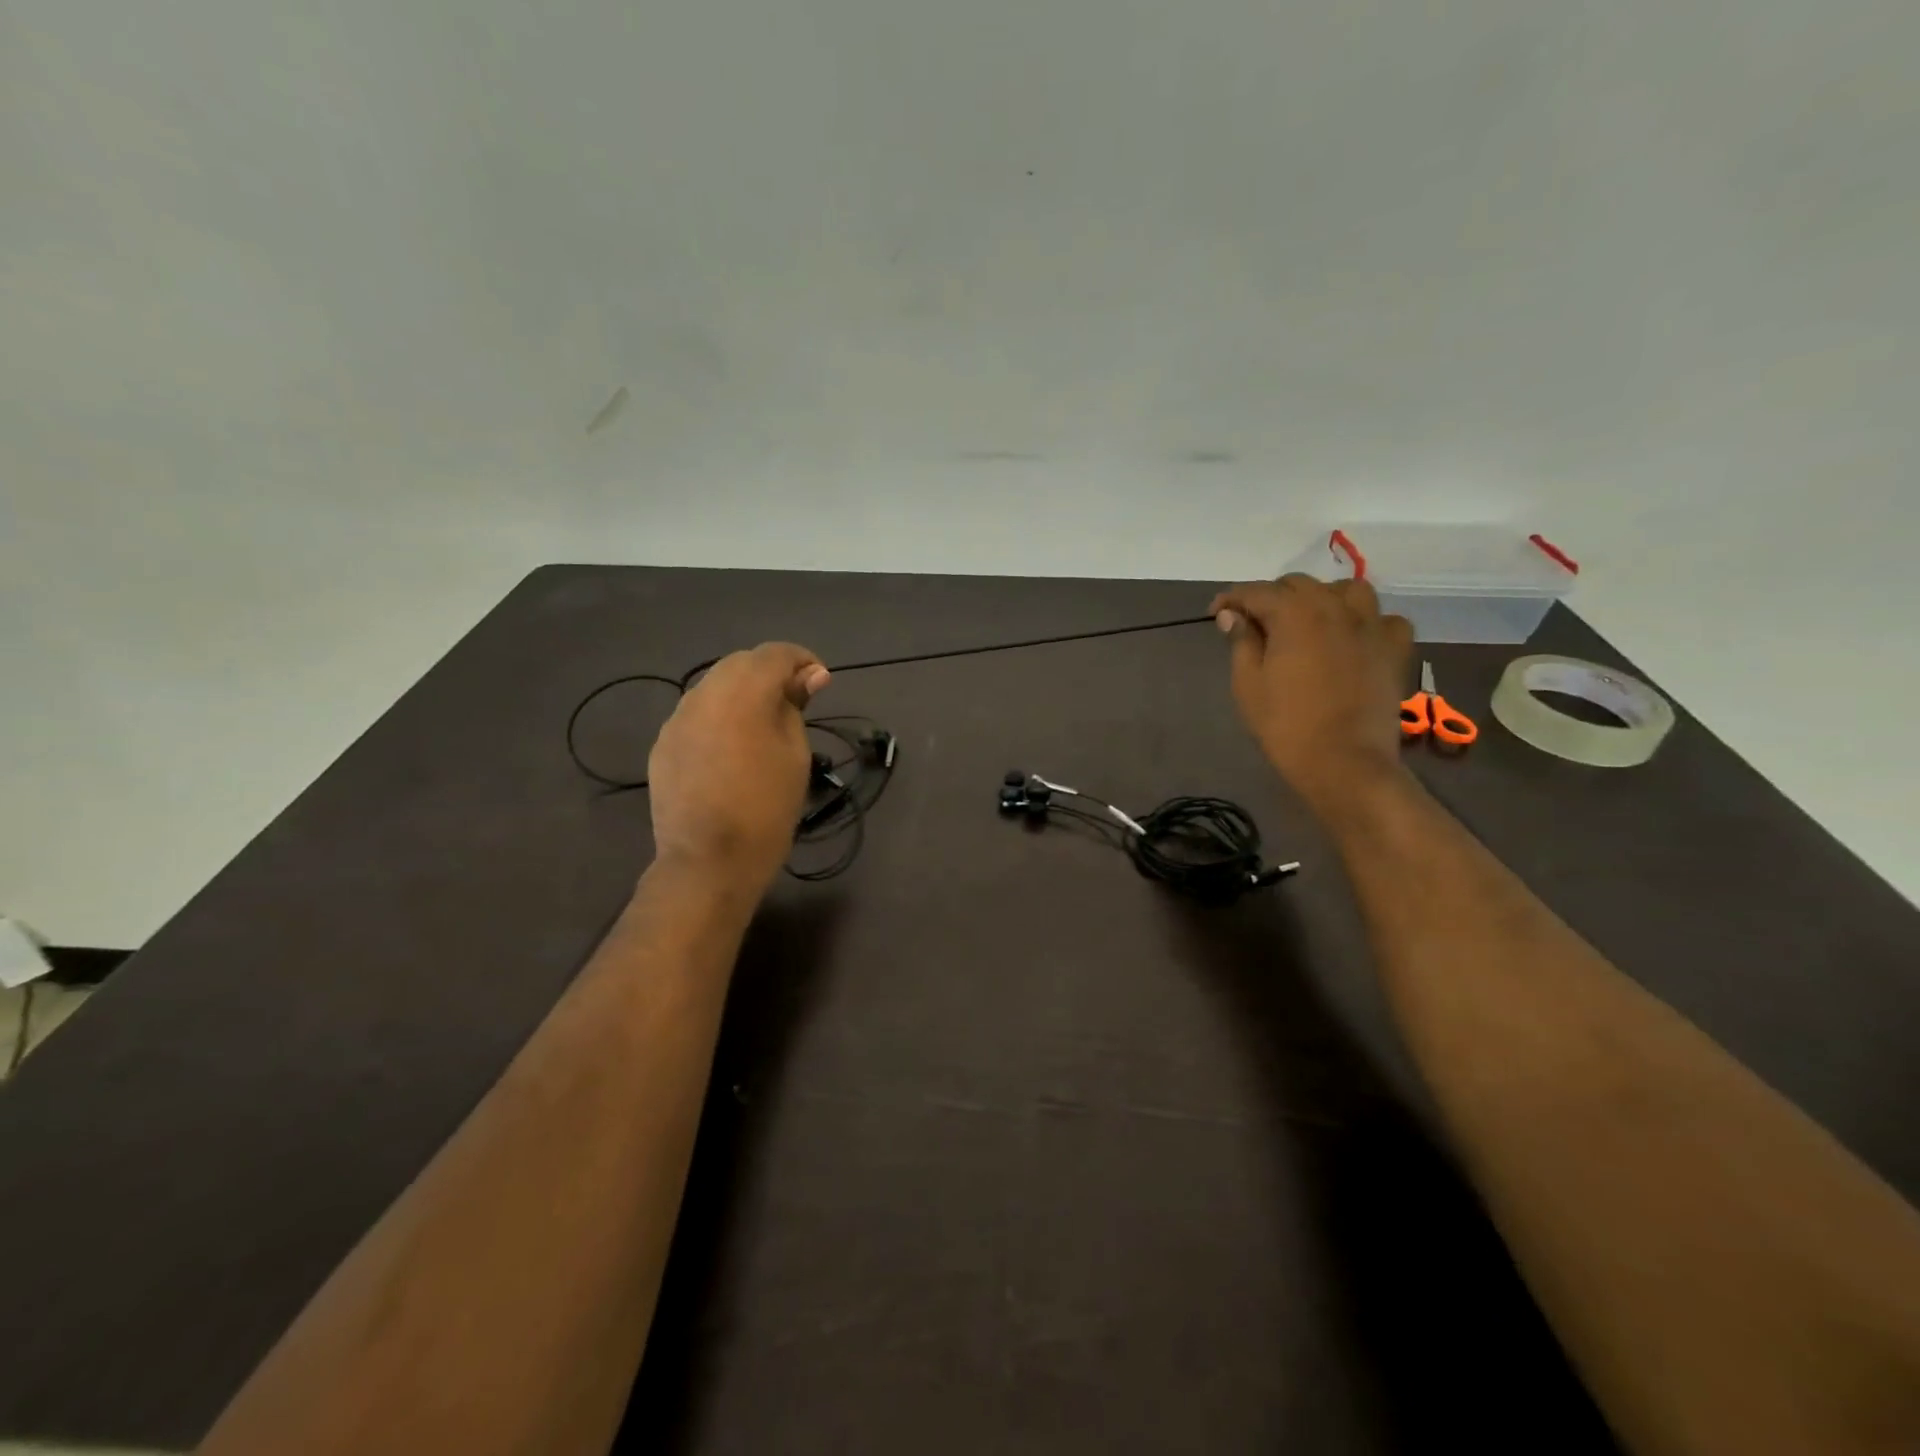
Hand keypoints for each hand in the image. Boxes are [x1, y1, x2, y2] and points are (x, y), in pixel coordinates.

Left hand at [647, 643, 829, 888]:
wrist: (708, 861)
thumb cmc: (766, 808)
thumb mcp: (795, 755)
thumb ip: (795, 707)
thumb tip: (809, 676)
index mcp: (743, 694)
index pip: (774, 654)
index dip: (801, 660)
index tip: (819, 682)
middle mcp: (704, 695)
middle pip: (740, 663)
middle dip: (770, 673)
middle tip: (795, 702)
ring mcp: (678, 719)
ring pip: (714, 686)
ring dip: (742, 693)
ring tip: (762, 724)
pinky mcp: (663, 744)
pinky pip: (696, 714)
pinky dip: (719, 716)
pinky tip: (731, 748)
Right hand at [1210, 575, 1413, 815]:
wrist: (1344, 763)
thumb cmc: (1285, 725)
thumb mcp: (1248, 684)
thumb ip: (1241, 642)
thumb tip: (1233, 616)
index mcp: (1294, 613)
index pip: (1256, 592)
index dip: (1231, 600)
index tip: (1216, 614)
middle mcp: (1335, 607)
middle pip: (1299, 585)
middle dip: (1272, 597)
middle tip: (1255, 623)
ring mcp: (1371, 626)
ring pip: (1348, 590)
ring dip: (1323, 598)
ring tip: (1308, 620)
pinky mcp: (1394, 649)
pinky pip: (1384, 620)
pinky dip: (1366, 623)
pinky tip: (1354, 639)